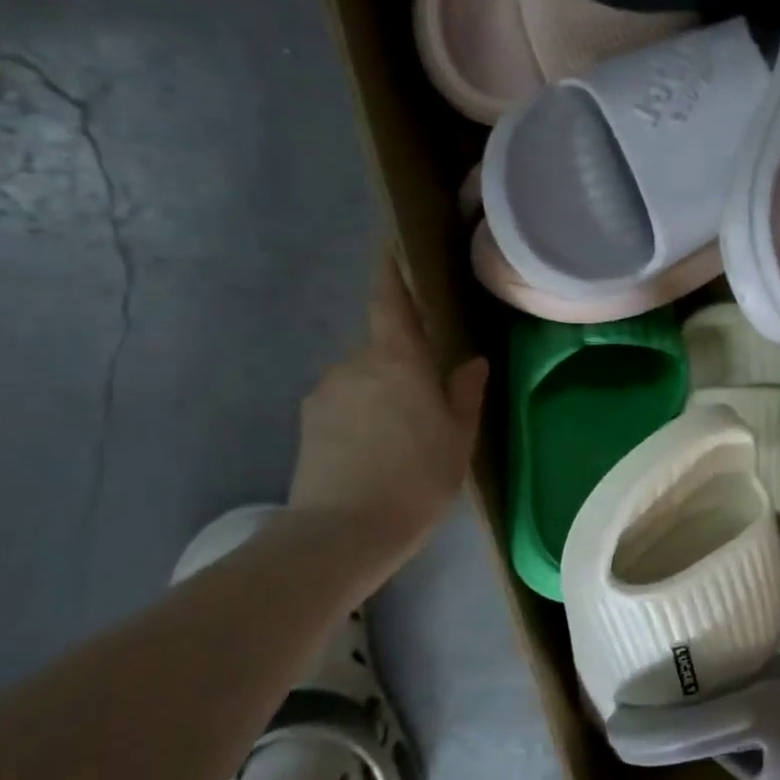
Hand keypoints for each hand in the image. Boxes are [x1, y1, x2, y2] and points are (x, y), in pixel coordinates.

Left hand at [289, 258, 488, 559]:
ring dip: (383, 391)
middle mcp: (354, 363)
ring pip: (363, 377)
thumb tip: (471, 362)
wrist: (341, 533)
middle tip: (430, 397)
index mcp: (397, 358)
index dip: (390, 270)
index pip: (390, 299)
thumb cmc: (416, 477)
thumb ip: (465, 392)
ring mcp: (325, 392)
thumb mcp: (458, 436)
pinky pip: (344, 403)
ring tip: (404, 435)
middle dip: (404, 360)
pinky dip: (363, 414)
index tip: (390, 246)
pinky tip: (377, 450)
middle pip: (382, 346)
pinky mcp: (308, 423)